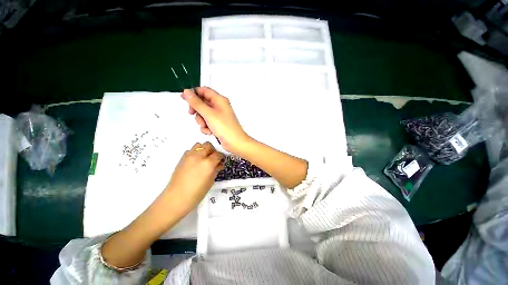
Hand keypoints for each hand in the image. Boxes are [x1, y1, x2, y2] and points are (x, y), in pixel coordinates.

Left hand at [164, 142, 223, 210]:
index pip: (218, 154)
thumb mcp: (210, 181)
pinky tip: (196, 161)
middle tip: (213, 158)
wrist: (176, 198)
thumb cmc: (196, 193)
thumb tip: (219, 164)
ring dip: (203, 149)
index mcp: (208, 163)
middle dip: (213, 150)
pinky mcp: (182, 158)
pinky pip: (191, 150)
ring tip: (204, 158)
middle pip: (208, 145)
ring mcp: (189, 156)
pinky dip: (195, 152)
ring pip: (199, 145)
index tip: (221, 160)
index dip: (221, 157)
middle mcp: (198, 156)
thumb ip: (216, 169)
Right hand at [181, 87, 250, 153]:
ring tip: (206, 126)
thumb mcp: (209, 114)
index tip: (183, 98)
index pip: (204, 90)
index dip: (193, 93)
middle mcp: (219, 106)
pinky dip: (206, 127)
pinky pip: (207, 122)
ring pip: (203, 114)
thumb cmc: (224, 127)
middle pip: (202, 103)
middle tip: (192, 113)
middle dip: (197, 110)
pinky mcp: (218, 124)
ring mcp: (219, 116)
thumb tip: (186, 92)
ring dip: (202, 121)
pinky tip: (210, 132)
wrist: (235, 143)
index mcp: (220, 100)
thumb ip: (196, 103)